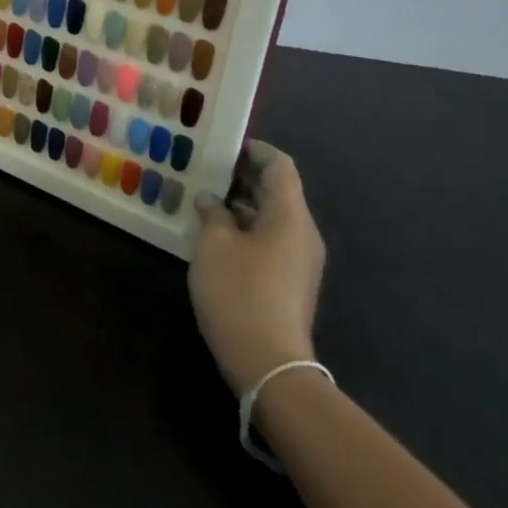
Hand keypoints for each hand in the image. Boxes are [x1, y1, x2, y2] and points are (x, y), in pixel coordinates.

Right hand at [189, 139, 325, 395]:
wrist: (268, 361)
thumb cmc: (239, 291)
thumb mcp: (214, 245)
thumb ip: (212, 213)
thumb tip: (210, 199)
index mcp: (289, 215)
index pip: (280, 166)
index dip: (255, 150)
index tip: (225, 145)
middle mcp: (302, 232)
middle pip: (278, 191)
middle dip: (243, 177)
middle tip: (206, 171)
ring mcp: (300, 260)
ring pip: (272, 217)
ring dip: (241, 204)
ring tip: (204, 201)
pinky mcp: (290, 282)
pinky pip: (271, 240)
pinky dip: (246, 228)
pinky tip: (216, 236)